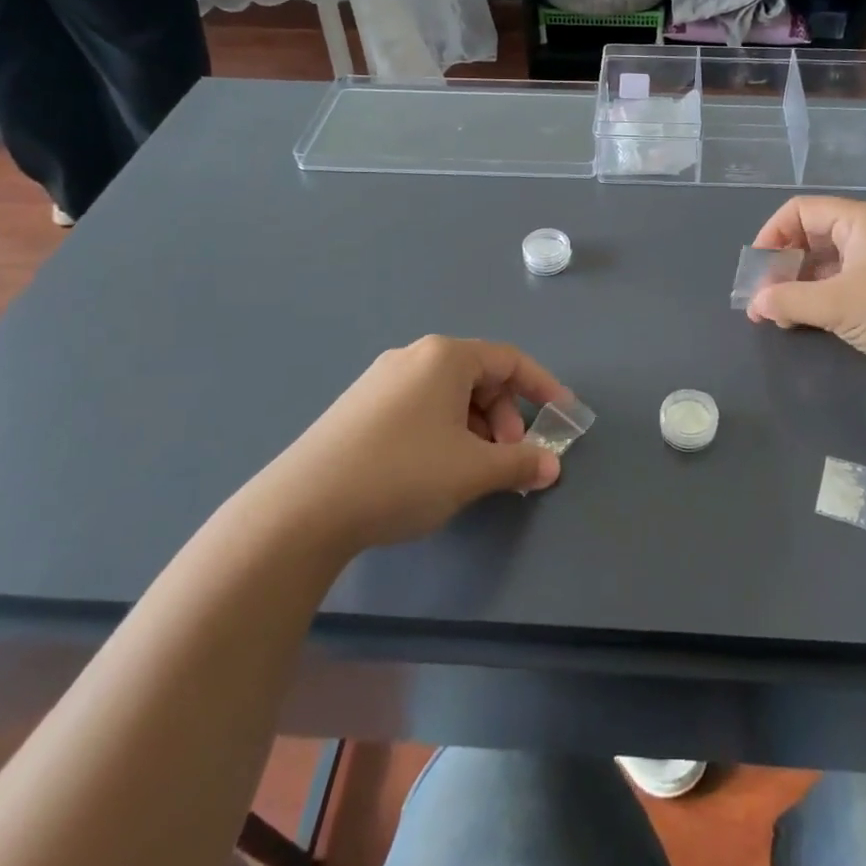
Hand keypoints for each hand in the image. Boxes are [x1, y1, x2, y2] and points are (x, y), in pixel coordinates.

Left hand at [268, 336, 566, 552]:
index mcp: (445, 357)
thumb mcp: (473, 470)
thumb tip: (551, 466)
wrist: (303, 508)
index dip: (542, 387)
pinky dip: (444, 430)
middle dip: (504, 416)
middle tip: (509, 457)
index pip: (509, 360)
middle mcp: (413, 357)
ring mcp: (381, 381)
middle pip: (478, 376)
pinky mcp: (358, 407)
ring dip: (475, 427)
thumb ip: (520, 463)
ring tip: (474, 469)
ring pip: (448, 394)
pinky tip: (436, 469)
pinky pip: (419, 407)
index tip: (562, 415)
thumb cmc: (403, 474)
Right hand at [746, 197, 865, 392]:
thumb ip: (789, 300)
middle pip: (808, 239)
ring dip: (794, 289)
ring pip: (820, 267)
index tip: (755, 269)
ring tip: (775, 318)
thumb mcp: (836, 303)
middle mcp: (864, 236)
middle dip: (780, 267)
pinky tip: (799, 324)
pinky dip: (814, 302)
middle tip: (761, 300)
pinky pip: (836, 288)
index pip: (799, 211)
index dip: (771, 235)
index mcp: (857, 220)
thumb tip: (755, 303)